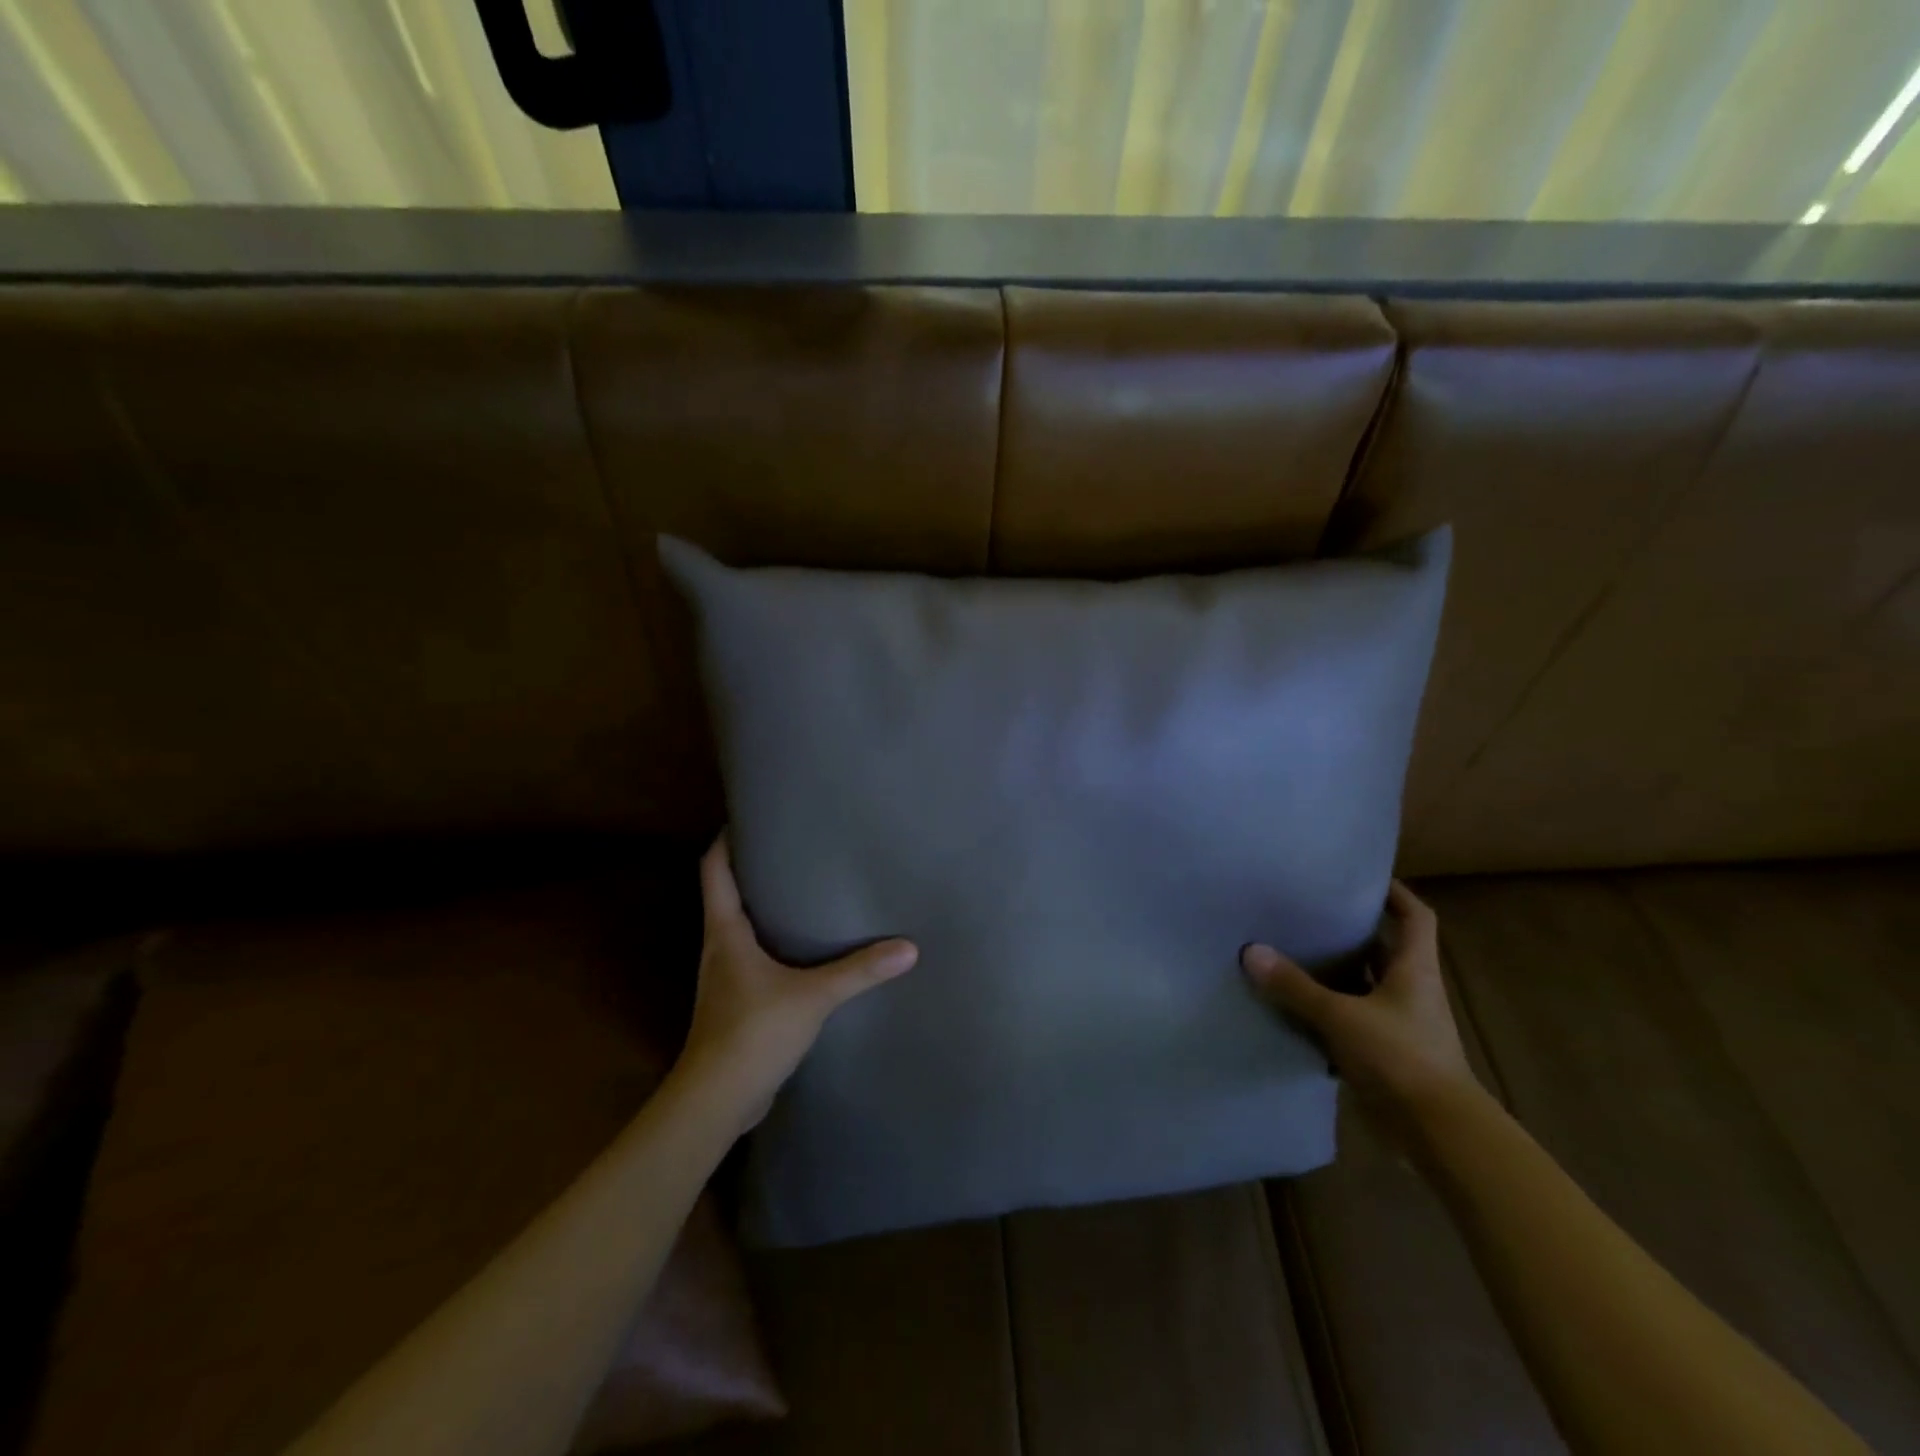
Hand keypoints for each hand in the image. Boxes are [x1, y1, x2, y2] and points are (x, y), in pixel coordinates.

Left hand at [676, 836, 917, 1132]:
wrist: (716, 1101)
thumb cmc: (753, 1032)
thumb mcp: (813, 996)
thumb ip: (859, 971)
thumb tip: (908, 947)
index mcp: (725, 932)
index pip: (713, 869)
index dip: (726, 840)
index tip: (749, 817)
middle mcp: (719, 947)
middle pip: (727, 894)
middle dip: (754, 869)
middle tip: (792, 848)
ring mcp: (724, 978)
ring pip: (740, 928)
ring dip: (764, 908)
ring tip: (802, 892)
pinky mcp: (736, 1004)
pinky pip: (752, 959)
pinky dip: (772, 944)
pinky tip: (802, 950)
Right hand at [1242, 881, 1477, 1135]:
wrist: (1439, 1133)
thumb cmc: (1401, 1058)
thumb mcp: (1341, 1017)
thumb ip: (1295, 986)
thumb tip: (1251, 951)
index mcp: (1414, 969)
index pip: (1415, 917)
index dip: (1395, 894)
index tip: (1362, 878)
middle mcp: (1412, 991)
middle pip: (1384, 950)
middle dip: (1352, 932)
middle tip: (1309, 913)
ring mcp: (1401, 1024)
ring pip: (1365, 986)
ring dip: (1336, 975)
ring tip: (1293, 954)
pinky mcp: (1387, 1054)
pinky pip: (1353, 1021)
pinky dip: (1329, 1014)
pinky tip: (1295, 1010)